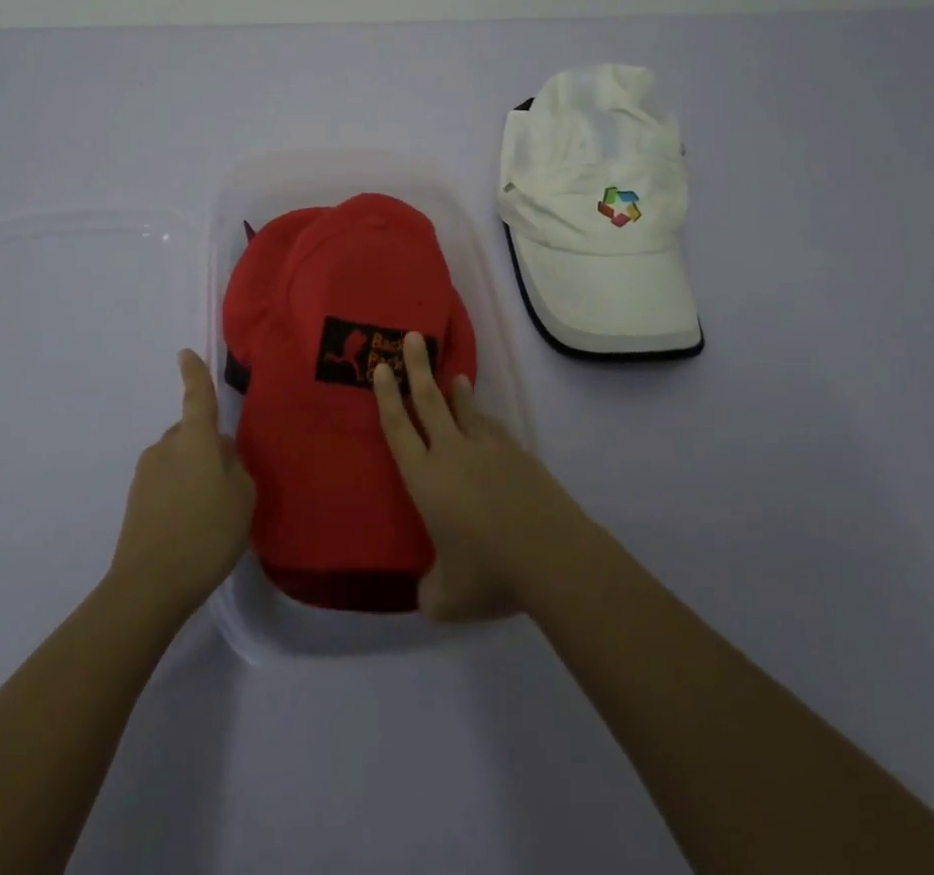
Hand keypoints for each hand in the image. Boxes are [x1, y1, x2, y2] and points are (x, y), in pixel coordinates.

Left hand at [108, 350, 256, 622]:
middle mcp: (166, 447)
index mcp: (195, 439)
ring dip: (193, 475)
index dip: (194, 374)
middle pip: (191, 435)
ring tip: (210, 514)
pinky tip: (190, 528)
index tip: (184, 353)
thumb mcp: (243, 497)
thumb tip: (219, 453)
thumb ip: (235, 466)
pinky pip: (166, 484)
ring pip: (179, 461)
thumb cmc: (206, 533)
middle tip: (227, 484)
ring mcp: (147, 474)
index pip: (197, 396)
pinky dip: (179, 496)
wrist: (149, 586)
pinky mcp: (136, 501)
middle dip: (207, 448)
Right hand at [372, 332, 583, 622]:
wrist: (551, 555)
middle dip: (418, 367)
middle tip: (413, 336)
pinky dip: (484, 422)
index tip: (382, 366)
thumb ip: (429, 591)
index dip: (387, 396)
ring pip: (466, 410)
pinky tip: (486, 427)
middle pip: (429, 401)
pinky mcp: (518, 455)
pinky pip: (494, 431)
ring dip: (456, 391)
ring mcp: (488, 450)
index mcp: (426, 479)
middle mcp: (452, 454)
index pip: (398, 429)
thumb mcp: (447, 598)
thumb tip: (425, 595)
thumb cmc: (489, 573)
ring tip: (453, 375)